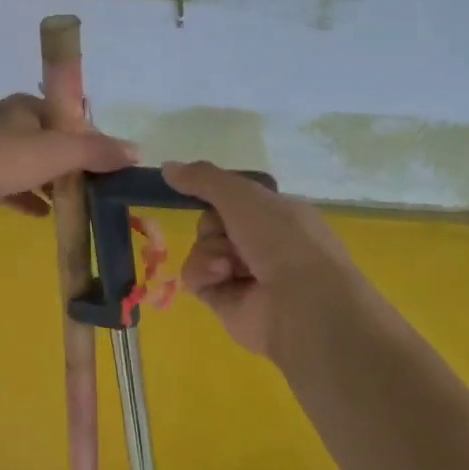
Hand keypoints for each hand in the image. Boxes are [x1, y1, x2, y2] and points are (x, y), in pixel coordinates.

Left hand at [0, 94, 137, 226]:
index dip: (88, 138)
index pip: (66, 117)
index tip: (106, 165)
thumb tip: (137, 150)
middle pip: (47, 142)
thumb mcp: (56, 151)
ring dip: (49, 183)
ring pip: (26, 166)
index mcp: (26, 107)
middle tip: (93, 189)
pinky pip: (7, 187)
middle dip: (70, 165)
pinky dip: (26, 199)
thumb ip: (96, 151)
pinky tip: (41, 216)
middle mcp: (6, 123)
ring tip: (72, 205)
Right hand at [163, 160, 373, 363]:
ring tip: (228, 265)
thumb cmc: (282, 239)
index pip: (235, 198)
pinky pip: (196, 278)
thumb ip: (203, 178)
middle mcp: (263, 243)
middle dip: (214, 226)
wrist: (302, 303)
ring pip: (202, 249)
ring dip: (209, 251)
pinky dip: (203, 274)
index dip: (217, 195)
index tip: (199, 189)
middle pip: (213, 223)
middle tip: (228, 233)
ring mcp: (245, 275)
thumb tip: (166, 166)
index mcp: (278, 214)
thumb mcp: (243, 196)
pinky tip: (222, 278)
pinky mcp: (226, 303)